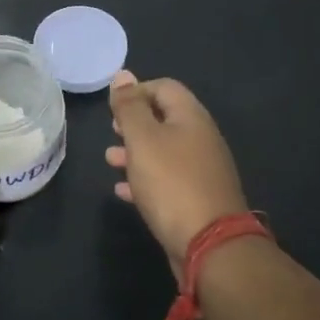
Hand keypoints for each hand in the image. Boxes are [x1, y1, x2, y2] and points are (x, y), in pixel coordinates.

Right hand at [105, 70, 248, 280]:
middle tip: (112, 131)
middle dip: (135, 123)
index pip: (164, 87)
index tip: (113, 108)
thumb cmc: (171, 183)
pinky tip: (124, 190)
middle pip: (165, 119)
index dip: (137, 91)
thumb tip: (123, 75)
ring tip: (110, 160)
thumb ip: (130, 107)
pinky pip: (167, 180)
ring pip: (164, 151)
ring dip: (136, 152)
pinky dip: (145, 179)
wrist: (209, 244)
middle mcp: (201, 138)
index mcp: (191, 117)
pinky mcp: (197, 198)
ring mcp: (202, 170)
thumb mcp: (143, 139)